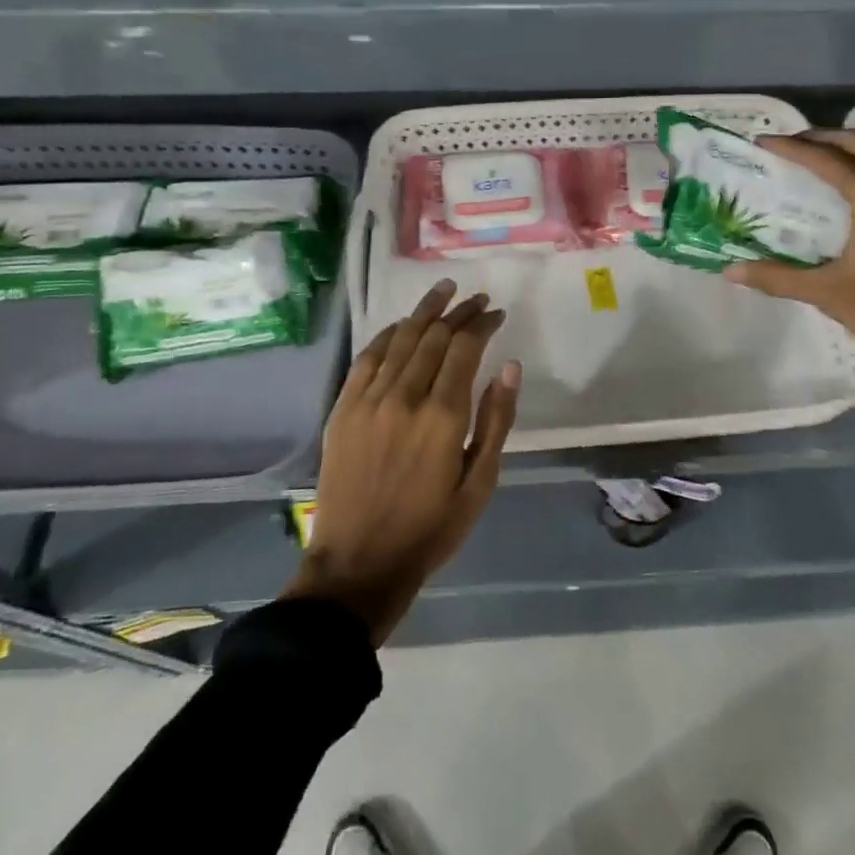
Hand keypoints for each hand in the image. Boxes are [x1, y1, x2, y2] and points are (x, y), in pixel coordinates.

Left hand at [285, 278, 521, 645]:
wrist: (358, 564)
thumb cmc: (430, 529)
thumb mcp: (480, 484)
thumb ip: (496, 421)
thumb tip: (510, 366)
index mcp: (443, 416)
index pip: (465, 348)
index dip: (482, 324)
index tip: (496, 313)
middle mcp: (404, 397)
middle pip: (434, 337)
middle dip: (459, 312)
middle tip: (477, 299)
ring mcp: (368, 400)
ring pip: (400, 339)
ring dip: (425, 312)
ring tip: (444, 291)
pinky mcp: (343, 408)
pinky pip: (367, 357)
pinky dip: (388, 335)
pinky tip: (402, 325)